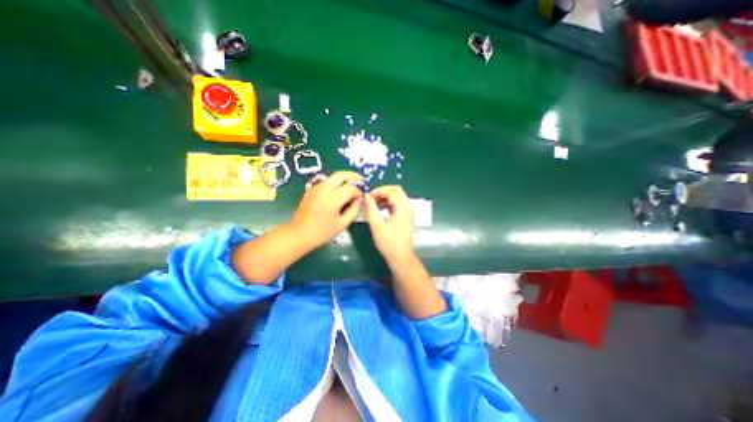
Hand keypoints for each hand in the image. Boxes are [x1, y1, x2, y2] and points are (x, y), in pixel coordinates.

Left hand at [290, 170, 362, 248]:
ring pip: (333, 176)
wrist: (299, 234)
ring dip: (344, 178)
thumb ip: (354, 210)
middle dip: (353, 176)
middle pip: (341, 175)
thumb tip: (359, 199)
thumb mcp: (342, 224)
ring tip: (352, 186)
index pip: (350, 188)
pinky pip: (327, 181)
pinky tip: (340, 191)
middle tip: (362, 181)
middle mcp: (323, 189)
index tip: (361, 198)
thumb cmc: (322, 232)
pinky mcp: (311, 189)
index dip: (358, 192)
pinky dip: (336, 183)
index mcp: (331, 200)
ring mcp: (315, 188)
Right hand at [363, 185, 414, 260]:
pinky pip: (397, 205)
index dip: (378, 192)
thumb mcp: (376, 225)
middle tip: (371, 198)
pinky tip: (380, 210)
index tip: (367, 197)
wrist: (400, 258)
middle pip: (396, 191)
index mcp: (403, 208)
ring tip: (373, 204)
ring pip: (397, 197)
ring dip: (385, 198)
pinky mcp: (406, 218)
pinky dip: (388, 204)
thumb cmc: (388, 242)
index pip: (391, 192)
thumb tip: (366, 196)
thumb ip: (370, 209)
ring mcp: (408, 213)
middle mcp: (408, 207)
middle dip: (383, 192)